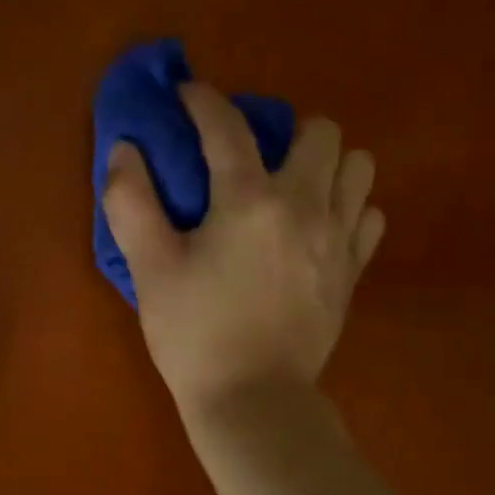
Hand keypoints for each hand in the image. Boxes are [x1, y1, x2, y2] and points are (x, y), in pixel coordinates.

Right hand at [102, 82, 383, 417]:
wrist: (254, 401)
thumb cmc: (195, 334)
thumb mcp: (150, 269)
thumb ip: (132, 201)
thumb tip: (125, 149)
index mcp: (249, 200)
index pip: (227, 126)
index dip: (203, 101)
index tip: (187, 94)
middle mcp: (305, 205)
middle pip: (320, 131)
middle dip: (284, 129)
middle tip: (251, 157)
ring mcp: (338, 238)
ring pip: (358, 167)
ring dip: (326, 164)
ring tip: (292, 187)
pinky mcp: (352, 271)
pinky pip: (368, 215)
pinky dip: (346, 207)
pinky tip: (317, 226)